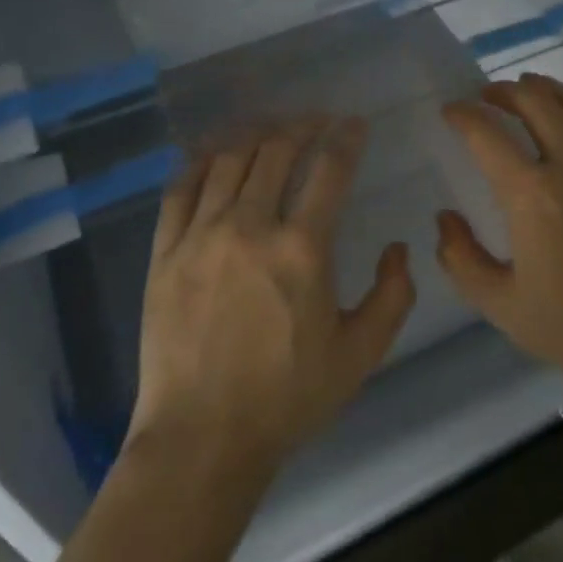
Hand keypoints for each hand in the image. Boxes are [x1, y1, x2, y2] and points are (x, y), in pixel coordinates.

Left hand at [128, 117, 415, 481]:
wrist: (201, 440)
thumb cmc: (287, 399)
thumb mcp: (360, 355)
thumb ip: (392, 297)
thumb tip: (397, 248)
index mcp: (302, 249)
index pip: (330, 169)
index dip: (346, 138)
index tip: (354, 124)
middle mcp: (250, 227)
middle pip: (276, 150)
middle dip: (302, 125)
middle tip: (316, 122)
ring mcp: (201, 236)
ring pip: (228, 160)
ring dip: (255, 136)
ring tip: (271, 131)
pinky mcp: (165, 252)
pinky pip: (180, 189)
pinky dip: (201, 163)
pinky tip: (214, 156)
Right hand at [436, 74, 562, 414]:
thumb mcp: (502, 307)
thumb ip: (461, 259)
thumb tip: (444, 217)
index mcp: (533, 198)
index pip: (487, 133)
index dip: (463, 114)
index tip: (452, 110)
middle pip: (535, 101)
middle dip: (503, 91)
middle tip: (488, 96)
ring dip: (546, 89)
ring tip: (529, 90)